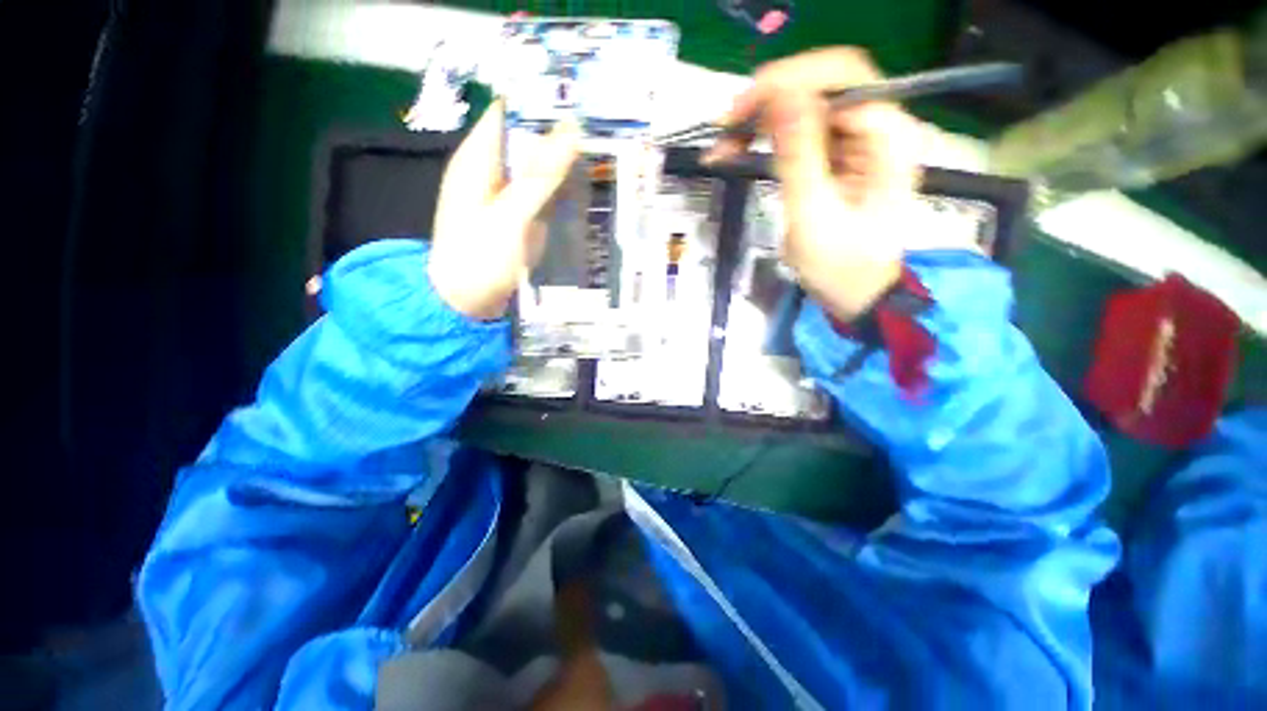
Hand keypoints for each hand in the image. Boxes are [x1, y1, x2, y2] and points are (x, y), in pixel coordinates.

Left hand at [429, 100, 580, 319]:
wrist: (465, 302)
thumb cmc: (480, 258)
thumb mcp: (511, 215)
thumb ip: (540, 175)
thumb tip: (571, 131)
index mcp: (478, 159)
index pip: (509, 113)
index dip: (541, 104)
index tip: (581, 103)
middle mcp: (489, 170)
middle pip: (525, 140)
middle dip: (559, 136)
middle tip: (600, 134)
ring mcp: (503, 196)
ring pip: (535, 168)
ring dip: (562, 164)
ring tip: (599, 157)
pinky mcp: (514, 217)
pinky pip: (539, 194)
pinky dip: (557, 191)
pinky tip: (581, 191)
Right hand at [704, 48, 921, 320]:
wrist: (854, 292)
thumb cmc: (840, 266)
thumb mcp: (814, 216)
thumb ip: (799, 156)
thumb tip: (782, 97)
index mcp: (888, 138)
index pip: (842, 78)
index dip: (788, 83)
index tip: (741, 112)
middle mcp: (879, 127)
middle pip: (822, 83)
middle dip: (770, 98)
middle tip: (726, 126)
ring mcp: (857, 140)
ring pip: (806, 104)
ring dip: (762, 119)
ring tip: (724, 145)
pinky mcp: (836, 155)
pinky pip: (798, 129)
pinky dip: (766, 137)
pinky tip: (737, 151)